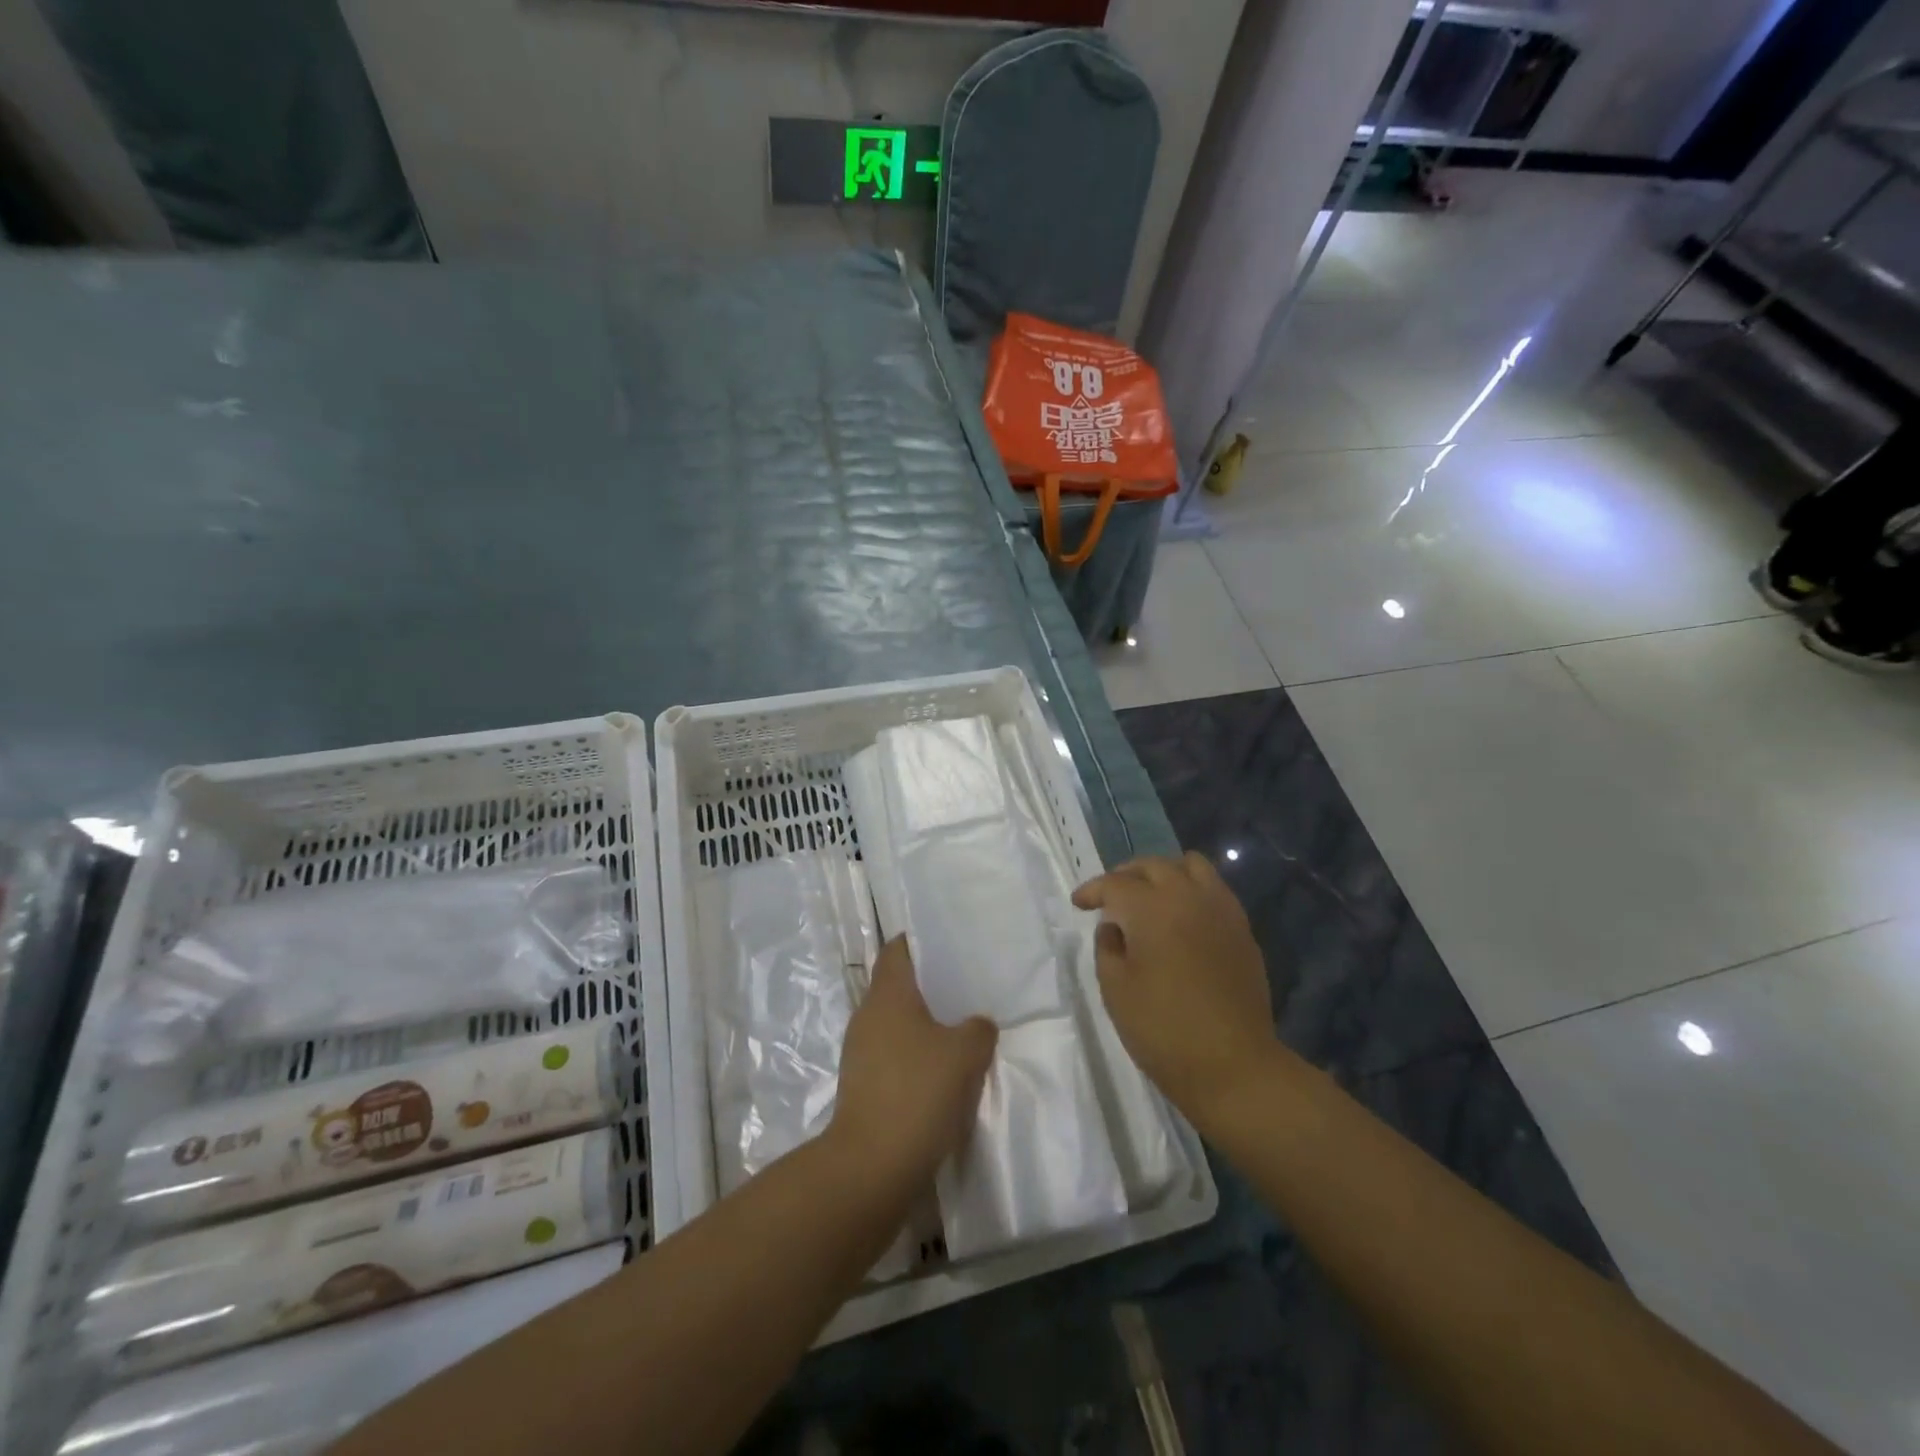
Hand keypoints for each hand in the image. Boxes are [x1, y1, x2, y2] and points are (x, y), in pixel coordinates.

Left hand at [832, 937, 996, 1187]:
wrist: (871, 1167)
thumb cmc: (917, 1093)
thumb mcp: (965, 1054)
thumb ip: (978, 1029)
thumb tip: (975, 1025)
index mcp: (888, 994)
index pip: (897, 949)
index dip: (920, 943)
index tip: (948, 946)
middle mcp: (867, 1015)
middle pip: (897, 986)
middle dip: (929, 987)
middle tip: (966, 989)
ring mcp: (860, 1053)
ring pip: (896, 1024)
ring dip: (924, 1026)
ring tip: (961, 1031)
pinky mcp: (862, 1086)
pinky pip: (893, 1056)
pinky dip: (915, 1057)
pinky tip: (943, 1073)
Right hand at [1072, 853, 1279, 1125]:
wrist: (1234, 1066)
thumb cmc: (1163, 1030)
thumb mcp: (1115, 989)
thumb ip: (1107, 946)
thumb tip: (1115, 926)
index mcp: (1151, 908)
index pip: (1115, 883)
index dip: (1092, 890)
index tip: (1079, 903)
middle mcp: (1188, 896)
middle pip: (1153, 865)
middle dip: (1126, 875)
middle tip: (1110, 897)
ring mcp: (1220, 909)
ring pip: (1190, 866)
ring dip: (1164, 874)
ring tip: (1150, 897)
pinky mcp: (1242, 928)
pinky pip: (1214, 889)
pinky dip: (1192, 890)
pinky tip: (1181, 917)